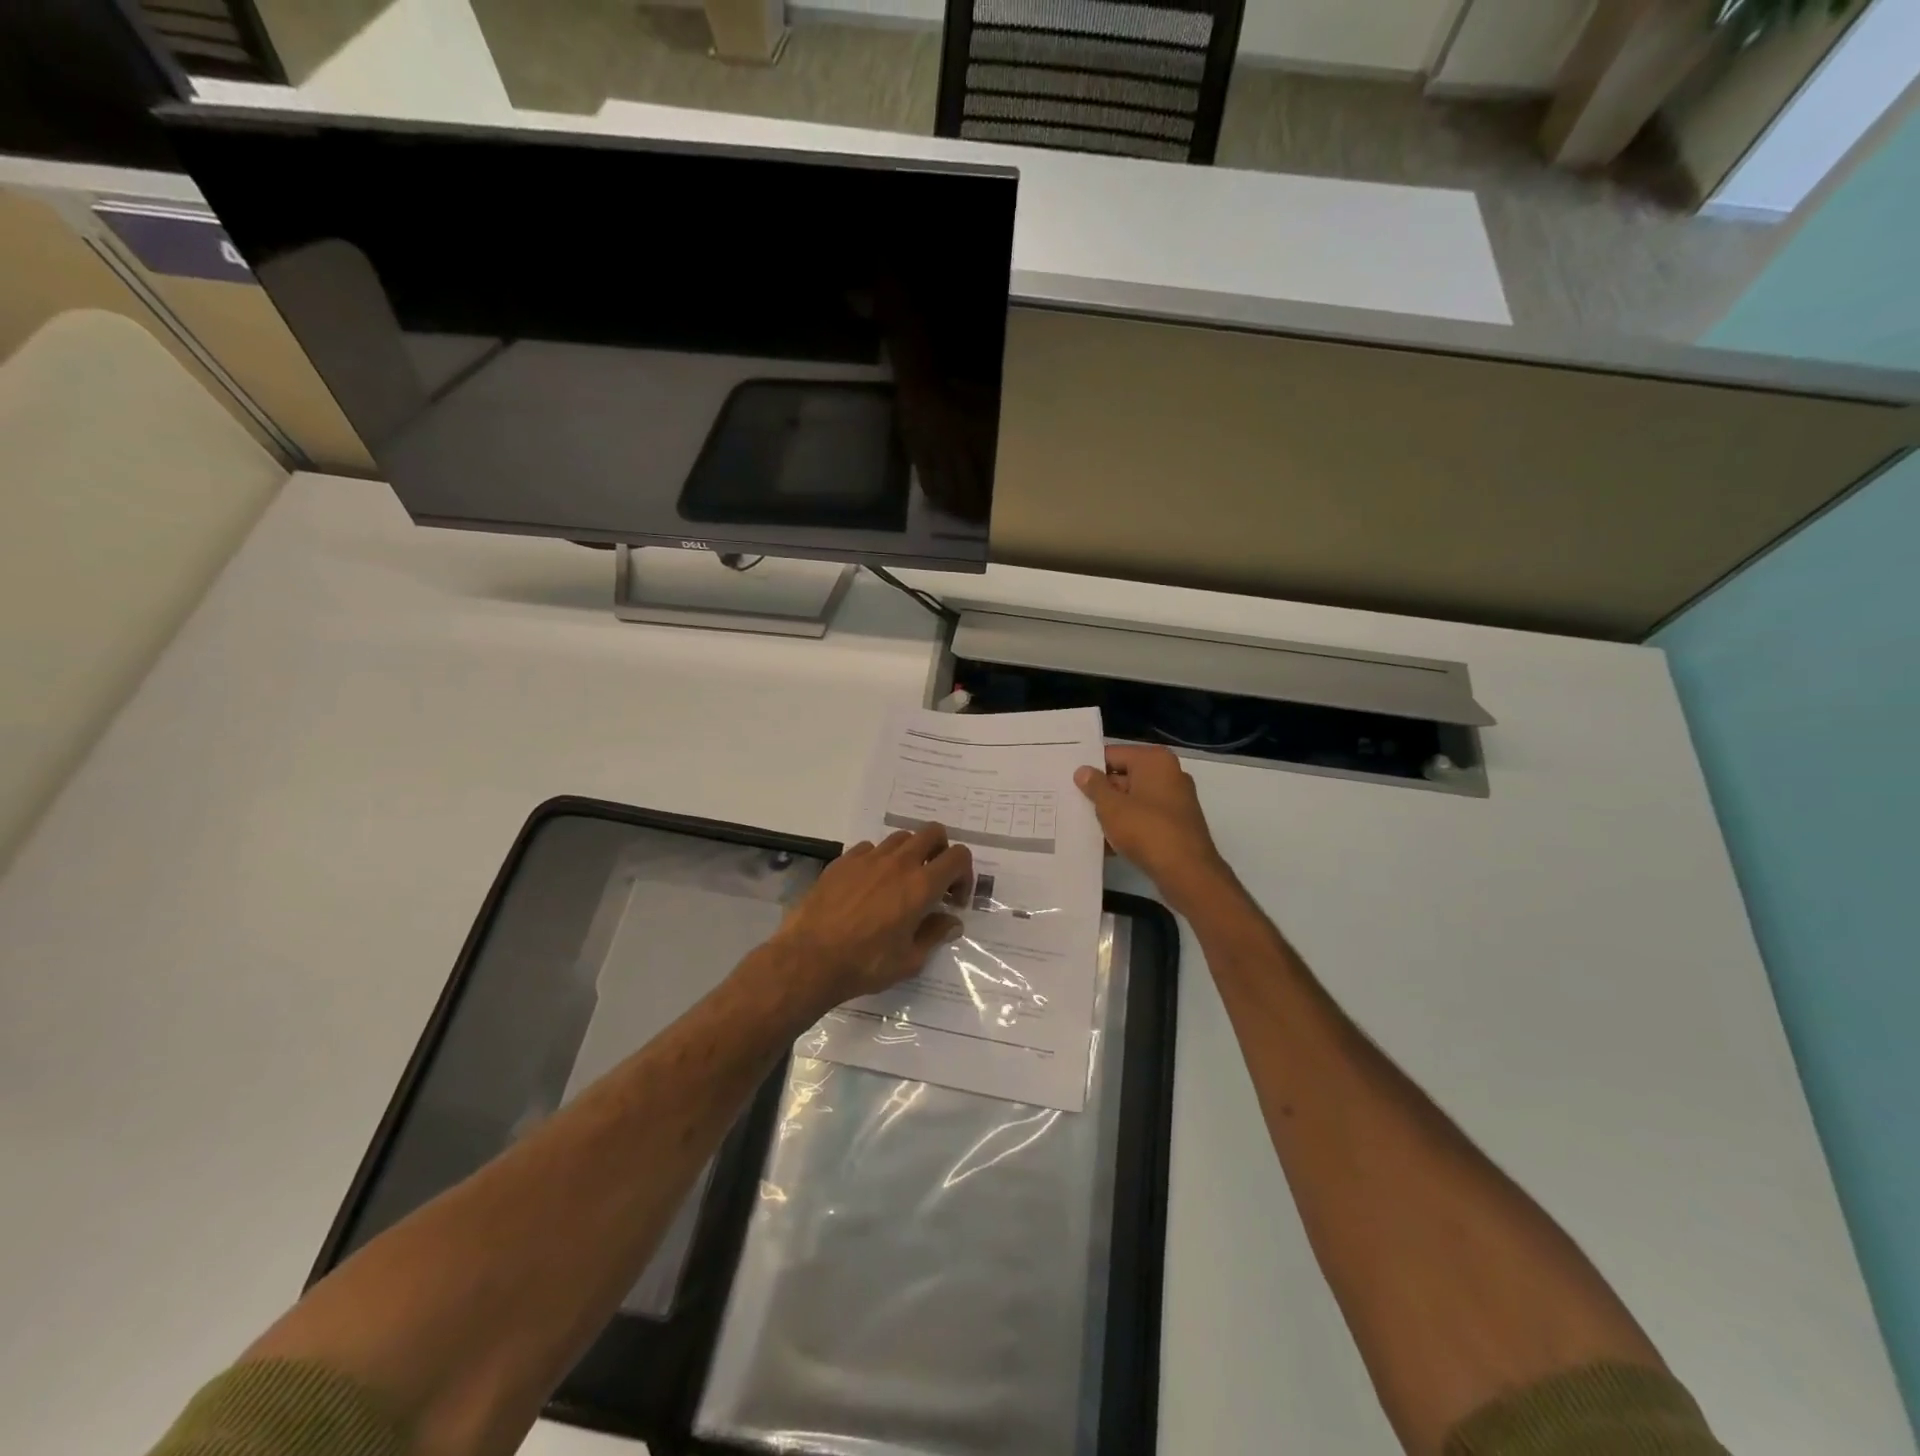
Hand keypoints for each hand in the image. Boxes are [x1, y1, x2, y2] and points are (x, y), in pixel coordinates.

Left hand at [768, 825, 972, 1014]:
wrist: (809, 958)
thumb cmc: (865, 964)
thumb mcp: (909, 960)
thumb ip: (934, 935)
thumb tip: (951, 922)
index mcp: (921, 885)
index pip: (959, 857)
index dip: (964, 875)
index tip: (954, 900)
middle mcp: (899, 863)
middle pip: (933, 833)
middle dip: (941, 852)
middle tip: (933, 881)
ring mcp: (868, 857)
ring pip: (901, 838)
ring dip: (910, 854)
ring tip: (900, 883)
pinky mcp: (843, 861)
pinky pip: (869, 848)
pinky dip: (878, 861)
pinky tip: (868, 886)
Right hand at [1075, 745, 1230, 910]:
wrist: (1187, 872)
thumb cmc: (1146, 830)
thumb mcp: (1111, 807)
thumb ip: (1094, 786)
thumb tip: (1083, 771)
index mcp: (1154, 760)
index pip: (1112, 755)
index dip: (1090, 768)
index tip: (1068, 781)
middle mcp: (1169, 773)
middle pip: (1124, 776)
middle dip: (1100, 792)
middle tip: (1072, 803)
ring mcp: (1176, 799)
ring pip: (1134, 799)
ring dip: (1112, 812)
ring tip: (1085, 824)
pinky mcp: (1177, 823)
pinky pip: (1145, 817)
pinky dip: (1128, 826)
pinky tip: (1107, 843)